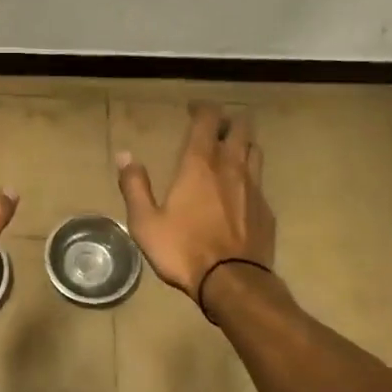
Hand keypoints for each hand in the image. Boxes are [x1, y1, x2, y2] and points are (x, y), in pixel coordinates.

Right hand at [116, 102, 274, 296]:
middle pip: (241, 128)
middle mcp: (231, 167)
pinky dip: (250, 177)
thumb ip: (134, 186)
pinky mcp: (266, 210)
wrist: (232, 282)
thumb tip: (125, 156)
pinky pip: (260, 182)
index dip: (203, 109)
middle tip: (214, 128)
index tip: (193, 109)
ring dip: (243, 144)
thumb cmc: (183, 250)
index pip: (208, 120)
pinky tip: (240, 192)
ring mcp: (254, 188)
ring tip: (231, 151)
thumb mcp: (146, 222)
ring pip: (255, 150)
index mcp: (200, 165)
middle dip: (228, 121)